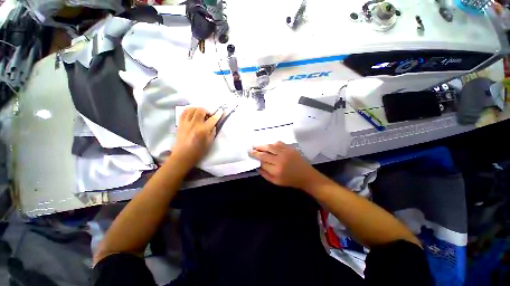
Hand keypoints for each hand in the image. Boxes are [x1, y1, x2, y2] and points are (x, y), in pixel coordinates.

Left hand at [171, 107, 221, 169]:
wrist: (183, 156)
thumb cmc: (198, 151)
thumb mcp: (209, 143)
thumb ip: (212, 132)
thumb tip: (213, 124)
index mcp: (202, 130)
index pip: (212, 119)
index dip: (218, 115)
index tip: (221, 111)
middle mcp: (194, 124)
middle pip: (200, 110)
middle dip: (207, 111)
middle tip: (209, 116)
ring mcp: (185, 123)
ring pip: (191, 109)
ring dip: (198, 109)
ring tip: (201, 114)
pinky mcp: (180, 124)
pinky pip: (183, 112)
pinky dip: (189, 110)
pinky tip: (192, 114)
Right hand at [249, 141, 319, 188]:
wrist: (306, 176)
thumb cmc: (290, 180)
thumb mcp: (276, 182)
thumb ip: (265, 174)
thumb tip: (257, 166)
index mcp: (276, 170)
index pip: (262, 162)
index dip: (256, 159)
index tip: (251, 156)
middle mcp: (280, 160)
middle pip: (264, 154)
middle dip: (256, 151)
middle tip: (250, 150)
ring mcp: (285, 153)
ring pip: (270, 147)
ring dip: (262, 146)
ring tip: (256, 146)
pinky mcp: (290, 149)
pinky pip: (279, 143)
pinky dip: (272, 143)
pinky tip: (268, 145)